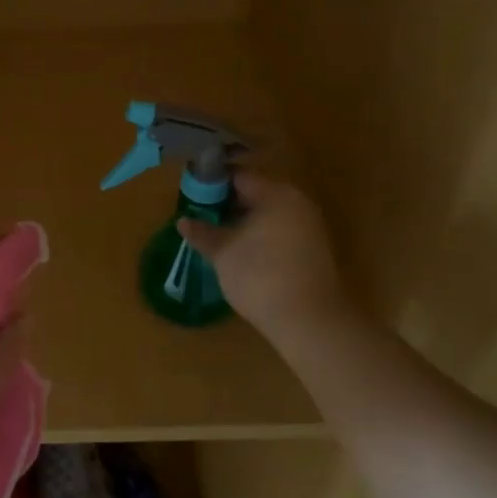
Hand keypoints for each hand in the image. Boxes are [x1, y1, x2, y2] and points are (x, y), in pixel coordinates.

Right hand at [177, 172, 343, 356]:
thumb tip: (183, 221)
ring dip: (243, 221)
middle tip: (201, 216)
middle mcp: (297, 203)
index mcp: (276, 194)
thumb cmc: (260, 276)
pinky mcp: (313, 250)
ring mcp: (309, 226)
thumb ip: (202, 232)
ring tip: (217, 236)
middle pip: (255, 193)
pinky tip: (241, 252)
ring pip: (268, 214)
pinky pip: (280, 231)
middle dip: (227, 204)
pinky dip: (260, 236)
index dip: (212, 184)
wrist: (309, 321)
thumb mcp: (222, 252)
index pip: (238, 177)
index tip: (192, 196)